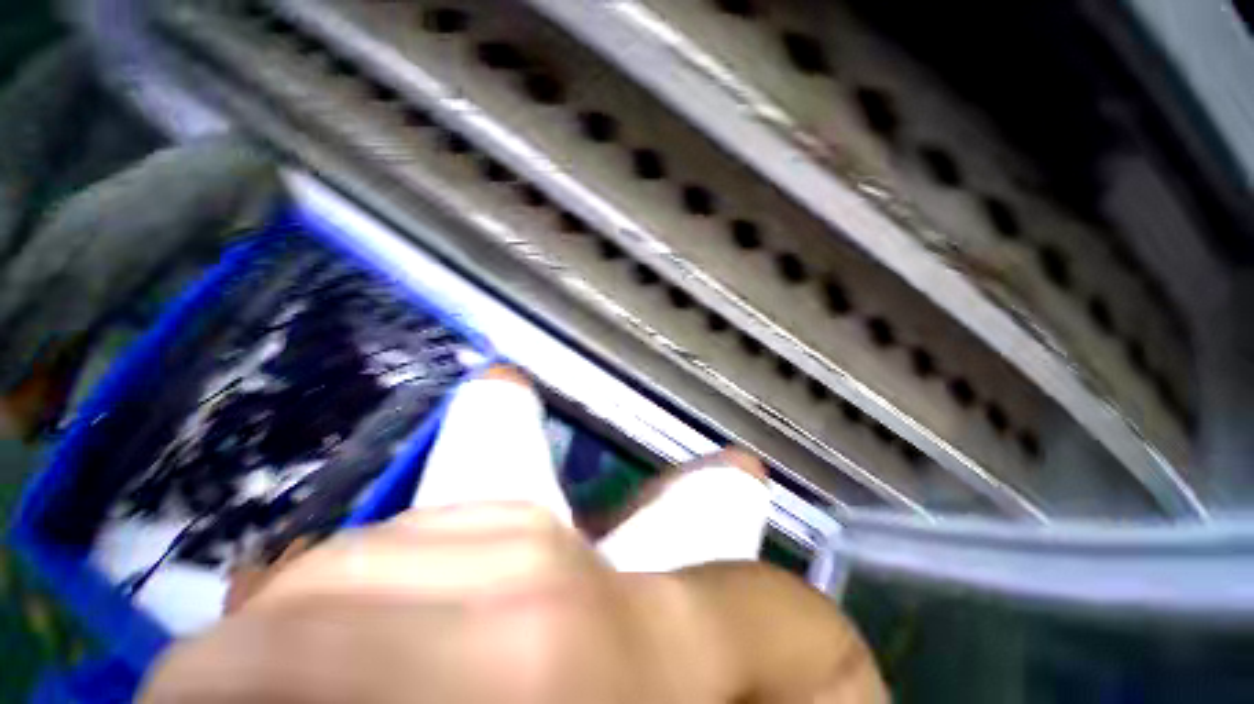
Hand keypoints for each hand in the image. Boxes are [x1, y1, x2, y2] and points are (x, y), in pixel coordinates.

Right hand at [142, 502, 679, 702]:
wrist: (672, 651)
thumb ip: (357, 700)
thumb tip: (256, 687)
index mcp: (505, 657)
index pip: (298, 645)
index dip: (199, 678)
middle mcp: (507, 562)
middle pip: (319, 584)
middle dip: (237, 644)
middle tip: (206, 693)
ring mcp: (518, 519)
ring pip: (356, 547)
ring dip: (294, 606)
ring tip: (276, 660)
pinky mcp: (522, 505)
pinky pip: (404, 529)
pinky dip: (353, 574)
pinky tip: (357, 613)